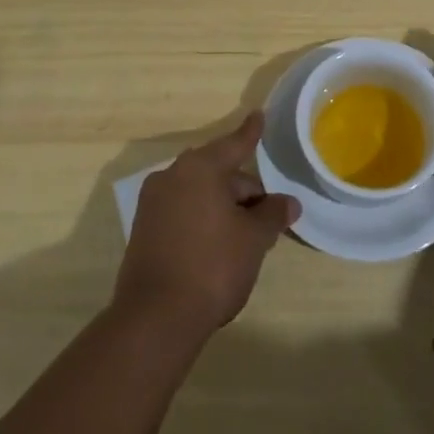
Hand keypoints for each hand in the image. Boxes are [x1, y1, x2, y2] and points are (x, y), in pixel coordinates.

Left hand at [112, 113, 300, 341]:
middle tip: (268, 215)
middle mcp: (172, 177)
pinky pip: (183, 212)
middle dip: (244, 189)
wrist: (155, 319)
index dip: (251, 132)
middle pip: (218, 172)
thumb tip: (288, 203)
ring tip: (247, 236)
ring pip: (200, 194)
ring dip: (225, 207)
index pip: (234, 144)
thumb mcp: (254, 239)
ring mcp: (153, 204)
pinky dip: (204, 220)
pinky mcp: (144, 230)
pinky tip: (219, 246)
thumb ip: (272, 214)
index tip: (259, 114)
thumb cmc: (212, 266)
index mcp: (199, 168)